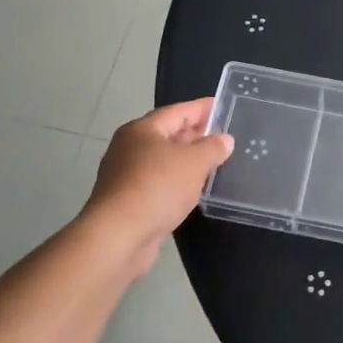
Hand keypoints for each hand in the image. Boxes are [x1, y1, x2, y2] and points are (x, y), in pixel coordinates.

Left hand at [81, 99, 233, 276]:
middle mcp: (130, 147)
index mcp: (143, 130)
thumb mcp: (194, 163)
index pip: (177, 111)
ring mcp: (126, 175)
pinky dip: (176, 181)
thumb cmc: (157, 187)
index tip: (221, 105)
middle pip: (167, 134)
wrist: (118, 236)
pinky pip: (158, 181)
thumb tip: (224, 139)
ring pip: (163, 160)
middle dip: (194, 134)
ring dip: (186, 160)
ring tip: (212, 162)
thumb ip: (212, 148)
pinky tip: (192, 188)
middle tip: (221, 135)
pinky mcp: (128, 200)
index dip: (201, 108)